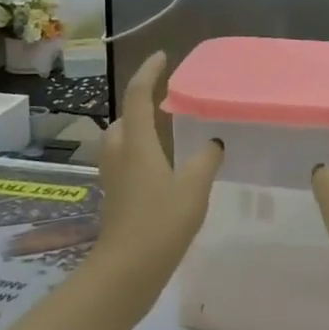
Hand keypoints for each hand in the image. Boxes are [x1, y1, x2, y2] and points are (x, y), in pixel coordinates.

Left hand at [92, 52, 222, 314]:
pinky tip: (162, 167)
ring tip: (166, 130)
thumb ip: (206, 160)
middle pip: (124, 116)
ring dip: (138, 128)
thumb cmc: (160, 224)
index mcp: (137, 143)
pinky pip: (125, 159)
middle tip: (168, 100)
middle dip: (141, 103)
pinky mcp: (114, 196)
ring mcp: (113, 176)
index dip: (149, 72)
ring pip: (122, 139)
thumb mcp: (193, 188)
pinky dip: (140, 151)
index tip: (163, 57)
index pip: (138, 95)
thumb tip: (214, 142)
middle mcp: (120, 153)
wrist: (125, 272)